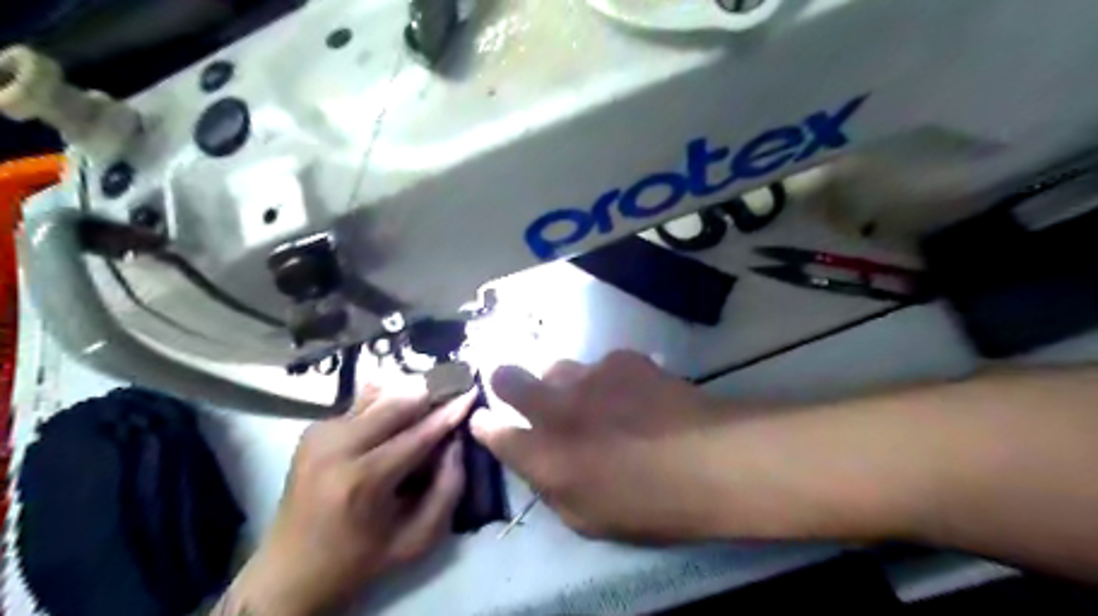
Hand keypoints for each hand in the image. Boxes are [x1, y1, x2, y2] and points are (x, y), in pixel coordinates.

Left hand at [221, 383, 475, 611]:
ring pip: (376, 396)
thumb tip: (457, 443)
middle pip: (395, 403)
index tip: (472, 391)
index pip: (418, 434)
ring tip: (429, 401)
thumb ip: (448, 489)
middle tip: (453, 391)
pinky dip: (384, 405)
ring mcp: (320, 435)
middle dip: (429, 394)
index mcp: (363, 481)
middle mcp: (337, 448)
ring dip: (407, 396)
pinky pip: (360, 405)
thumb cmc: (360, 560)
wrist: (289, 572)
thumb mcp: (417, 539)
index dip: (449, 412)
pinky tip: (395, 418)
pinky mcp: (312, 430)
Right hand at [469, 351, 727, 544]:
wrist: (708, 460)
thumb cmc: (649, 506)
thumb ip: (553, 487)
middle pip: (510, 379)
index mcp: (544, 455)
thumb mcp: (589, 519)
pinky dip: (608, 379)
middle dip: (505, 380)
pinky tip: (633, 393)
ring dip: (563, 383)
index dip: (485, 426)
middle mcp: (556, 409)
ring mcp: (588, 378)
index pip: (496, 434)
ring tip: (591, 399)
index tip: (484, 420)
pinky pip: (601, 365)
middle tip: (511, 383)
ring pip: (557, 368)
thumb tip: (540, 465)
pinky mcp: (621, 359)